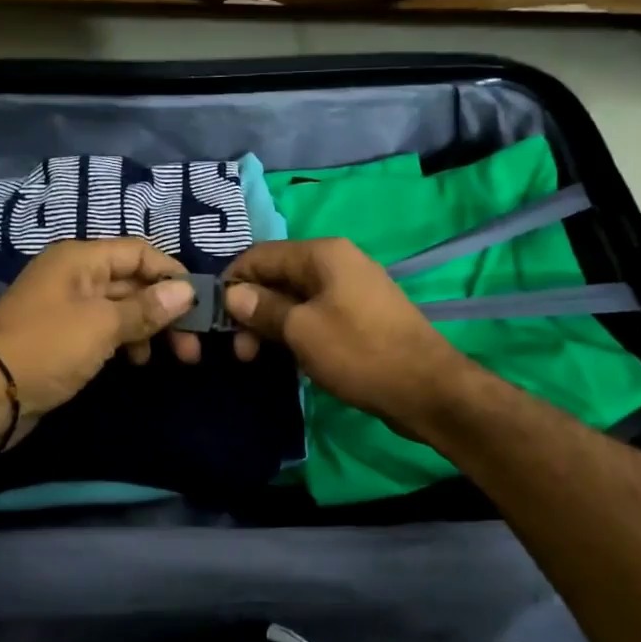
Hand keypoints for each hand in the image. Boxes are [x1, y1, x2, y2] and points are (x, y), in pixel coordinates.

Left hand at [0, 239, 195, 443]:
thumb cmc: (48, 348)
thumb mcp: (102, 325)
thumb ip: (146, 307)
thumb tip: (186, 290)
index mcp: (80, 259)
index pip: (138, 252)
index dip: (171, 274)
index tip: (199, 305)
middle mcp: (74, 276)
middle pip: (132, 282)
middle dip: (165, 310)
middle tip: (191, 346)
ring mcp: (67, 308)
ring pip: (121, 309)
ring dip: (148, 329)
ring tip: (171, 358)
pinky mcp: (63, 338)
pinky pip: (105, 331)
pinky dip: (126, 342)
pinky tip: (137, 362)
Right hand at [223, 239, 469, 426]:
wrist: (426, 388)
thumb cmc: (359, 352)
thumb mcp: (301, 330)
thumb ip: (264, 309)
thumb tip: (233, 295)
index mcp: (322, 254)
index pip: (260, 255)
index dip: (233, 283)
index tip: (214, 320)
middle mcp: (337, 262)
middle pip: (277, 276)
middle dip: (252, 310)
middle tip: (240, 352)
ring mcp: (351, 290)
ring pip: (295, 299)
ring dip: (272, 325)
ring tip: (258, 359)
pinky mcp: (360, 316)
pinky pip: (316, 315)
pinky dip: (296, 332)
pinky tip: (287, 358)